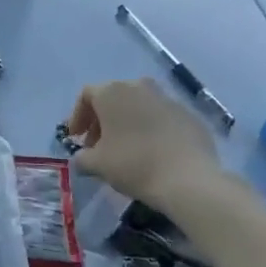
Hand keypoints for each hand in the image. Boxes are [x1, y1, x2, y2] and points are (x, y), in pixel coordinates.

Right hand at [65, 78, 224, 207]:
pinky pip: (161, 118)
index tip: (76, 138)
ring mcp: (167, 99)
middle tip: (98, 146)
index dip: (77, 116)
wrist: (188, 179)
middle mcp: (139, 87)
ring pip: (139, 106)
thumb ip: (82, 157)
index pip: (86, 95)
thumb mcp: (97, 164)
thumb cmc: (134, 164)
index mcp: (113, 92)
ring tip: (125, 149)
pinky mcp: (189, 115)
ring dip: (127, 123)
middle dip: (102, 120)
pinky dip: (151, 130)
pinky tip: (152, 152)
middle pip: (113, 98)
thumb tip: (82, 157)